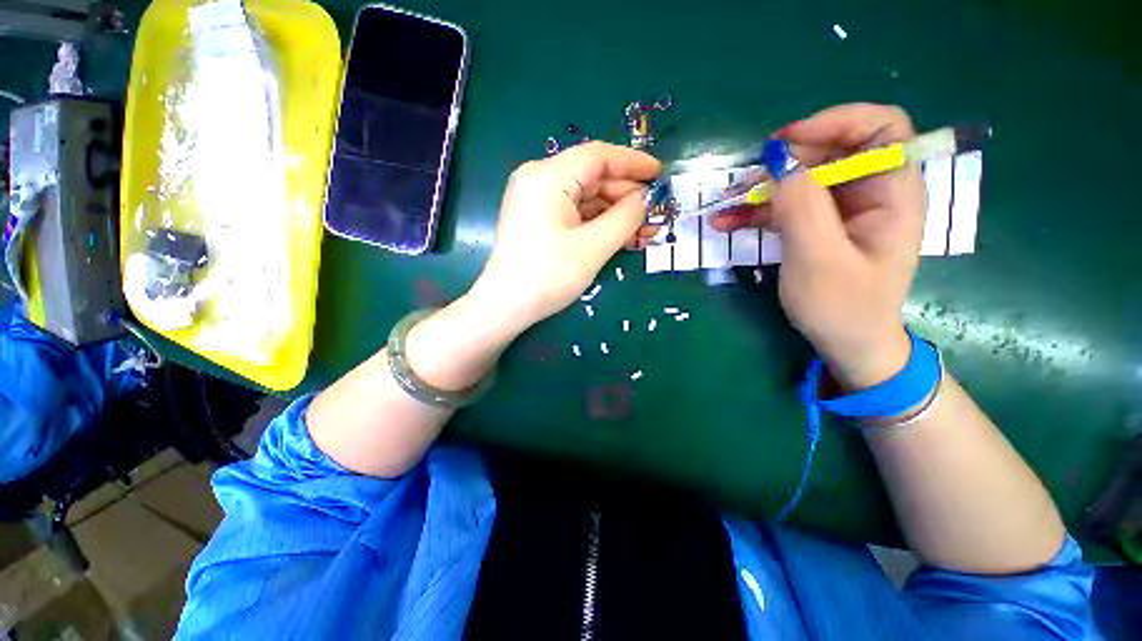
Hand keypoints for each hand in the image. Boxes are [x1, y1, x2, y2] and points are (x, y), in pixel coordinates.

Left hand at [470, 141, 660, 330]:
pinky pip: (575, 213)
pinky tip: (621, 237)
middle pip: (592, 178)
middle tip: (655, 215)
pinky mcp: (538, 219)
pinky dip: (598, 224)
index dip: (633, 163)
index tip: (660, 174)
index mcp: (548, 177)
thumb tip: (645, 199)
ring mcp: (536, 200)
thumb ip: (626, 217)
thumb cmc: (548, 276)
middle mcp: (539, 180)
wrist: (506, 306)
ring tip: (644, 232)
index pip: (598, 156)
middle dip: (626, 197)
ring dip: (615, 214)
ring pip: (586, 198)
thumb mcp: (594, 246)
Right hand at [712, 104, 924, 388]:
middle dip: (785, 164)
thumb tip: (777, 158)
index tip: (785, 144)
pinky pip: (788, 205)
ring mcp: (842, 210)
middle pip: (832, 151)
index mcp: (893, 193)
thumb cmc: (842, 307)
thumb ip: (800, 205)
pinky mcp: (819, 226)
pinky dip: (757, 211)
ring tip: (724, 208)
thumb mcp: (817, 258)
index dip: (835, 122)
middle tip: (746, 184)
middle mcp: (871, 193)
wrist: (846, 344)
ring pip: (802, 179)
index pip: (880, 128)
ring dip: (761, 190)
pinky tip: (727, 222)